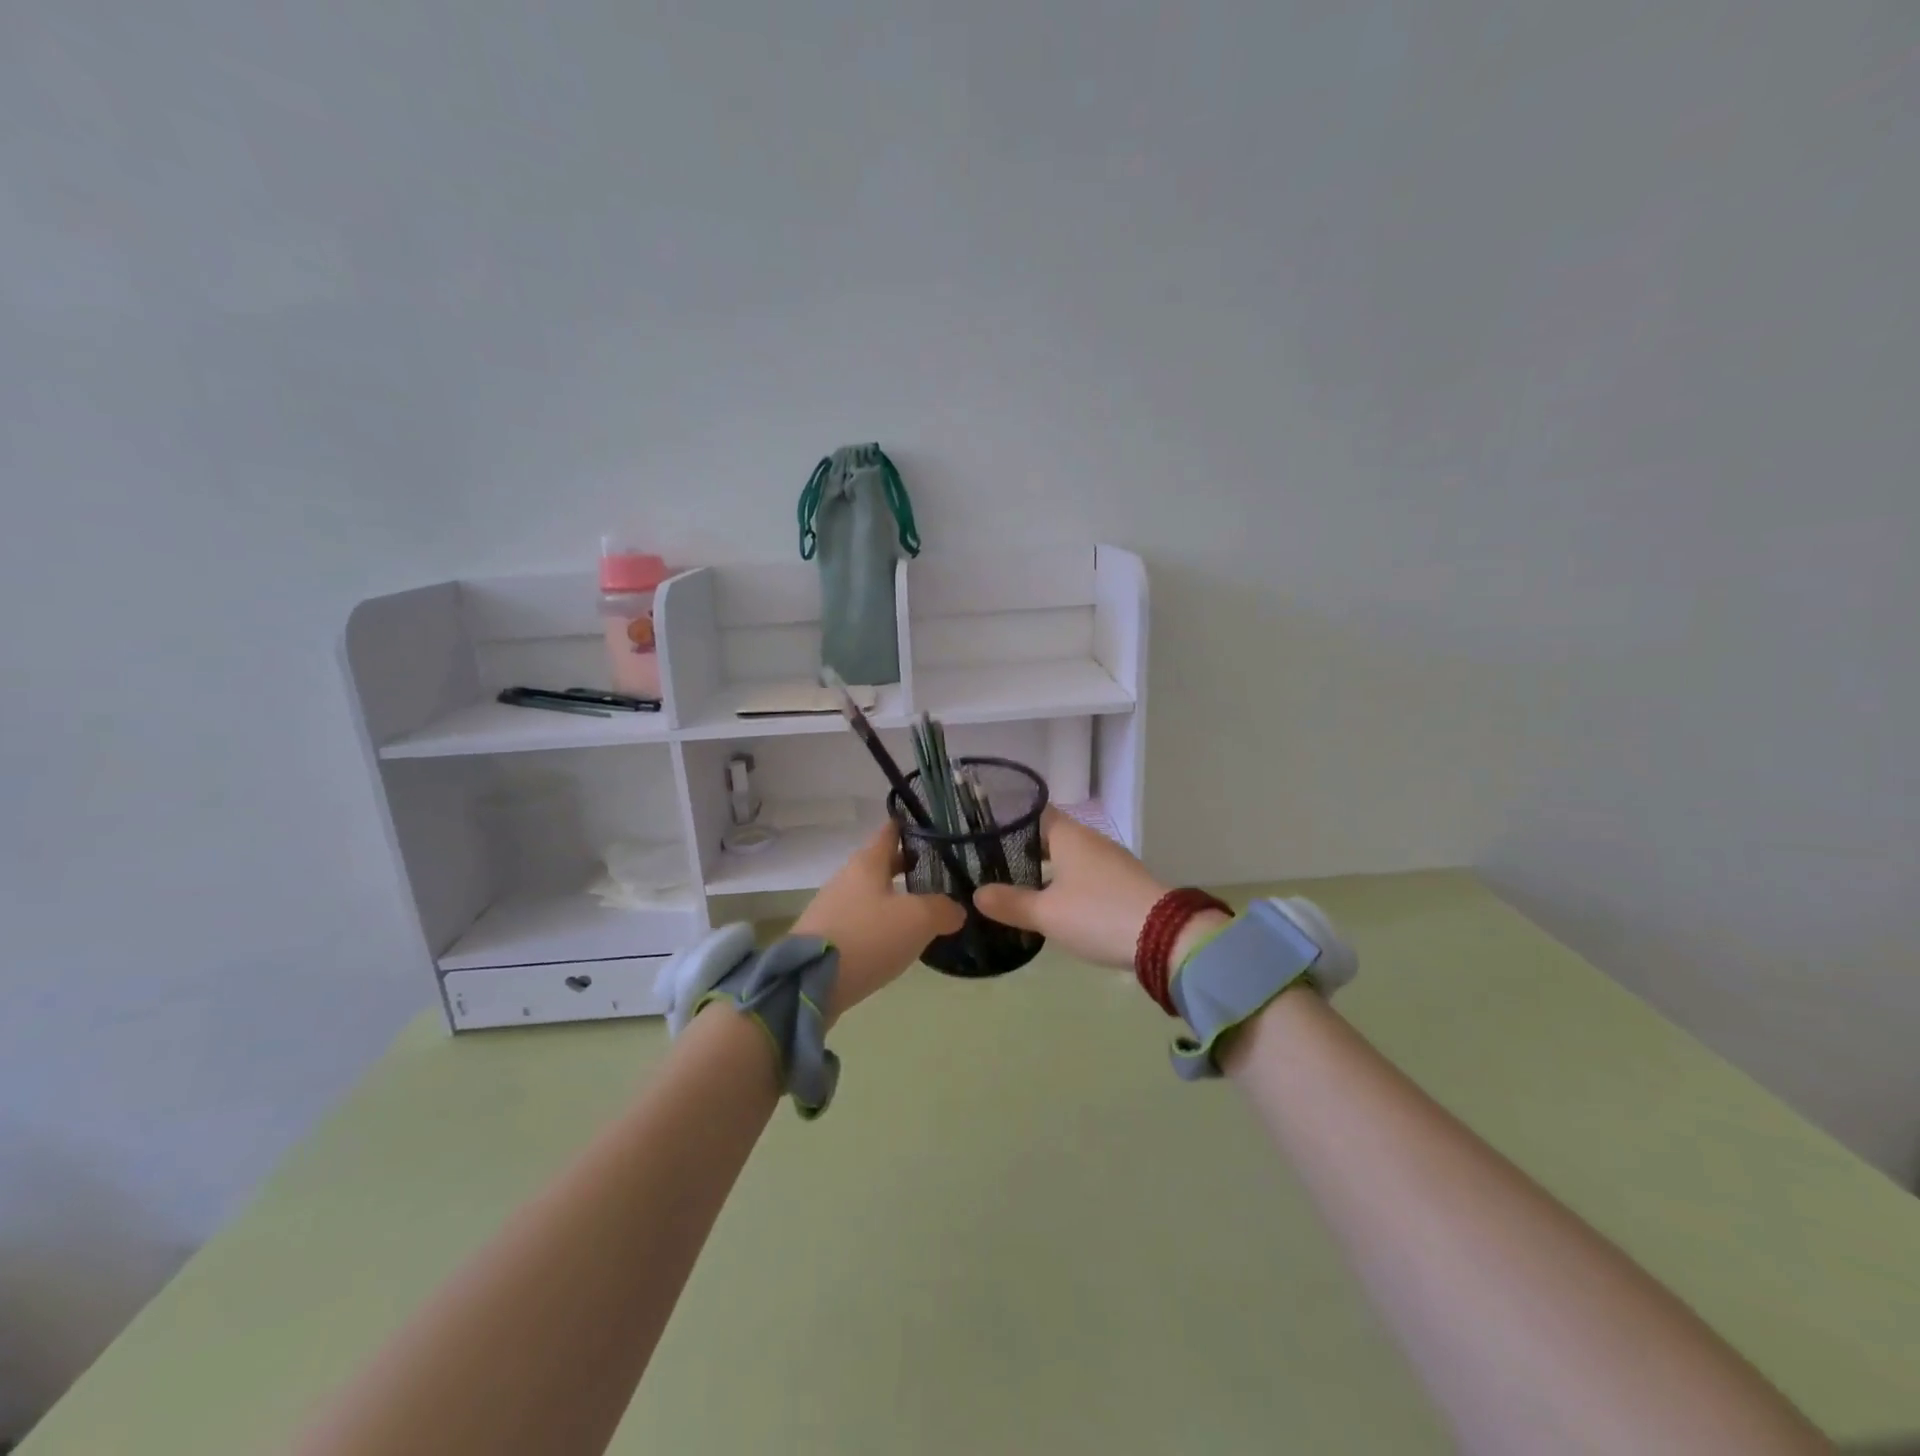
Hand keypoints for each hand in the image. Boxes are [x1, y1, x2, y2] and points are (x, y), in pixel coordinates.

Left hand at [794, 823, 965, 1017]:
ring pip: (871, 893)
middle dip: (907, 865)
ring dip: (894, 898)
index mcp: (867, 863)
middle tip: (938, 872)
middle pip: (881, 863)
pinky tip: (895, 940)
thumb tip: (957, 910)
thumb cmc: (867, 937)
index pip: (890, 832)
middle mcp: (847, 878)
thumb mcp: (917, 920)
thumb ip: (942, 909)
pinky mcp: (826, 936)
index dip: (910, 826)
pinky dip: (879, 924)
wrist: (808, 983)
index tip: (932, 825)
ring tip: (922, 910)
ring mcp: (833, 907)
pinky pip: (860, 921)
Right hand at [972, 809, 1173, 971]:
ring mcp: (1110, 860)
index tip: (984, 833)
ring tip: (1018, 888)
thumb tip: (977, 894)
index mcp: (1068, 835)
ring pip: (1069, 857)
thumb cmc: (1097, 914)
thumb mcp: (1046, 913)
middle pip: (1050, 836)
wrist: (1165, 936)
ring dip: (1046, 870)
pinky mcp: (1124, 882)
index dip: (1010, 820)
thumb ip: (1010, 903)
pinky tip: (1056, 906)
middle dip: (1024, 850)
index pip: (1034, 813)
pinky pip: (1086, 875)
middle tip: (993, 866)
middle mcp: (1089, 840)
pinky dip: (1067, 884)